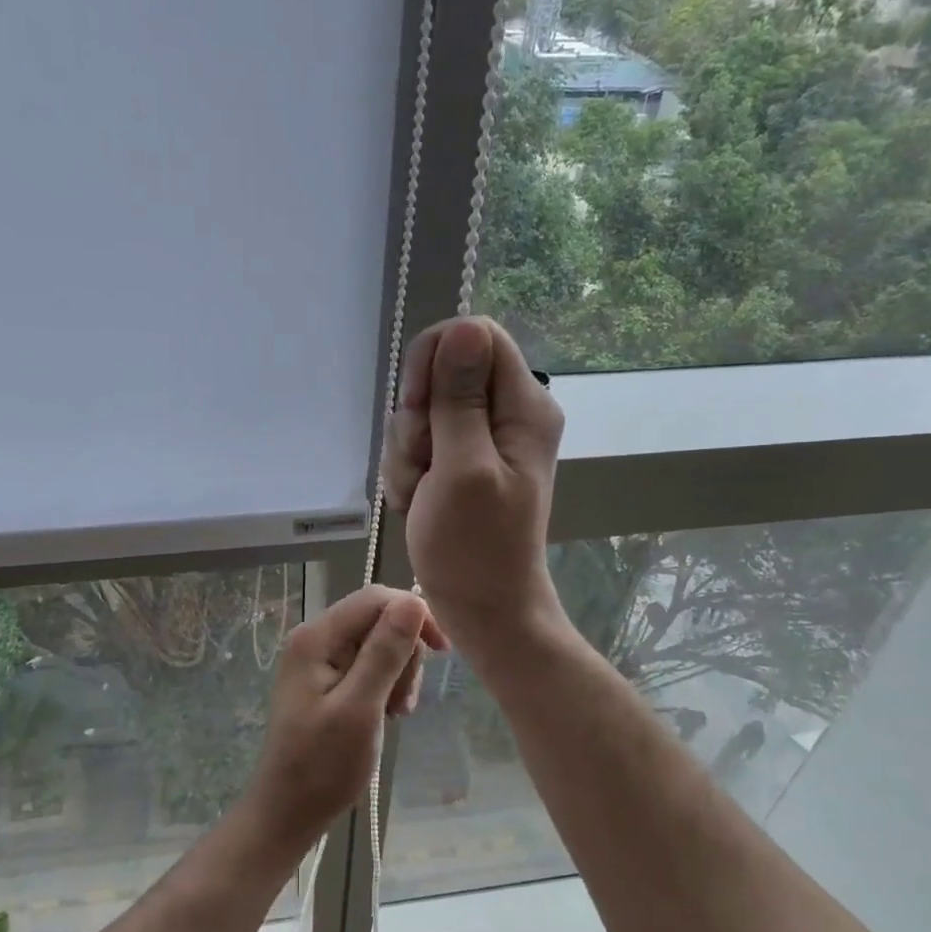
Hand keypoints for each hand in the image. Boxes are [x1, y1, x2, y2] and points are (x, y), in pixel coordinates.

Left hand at [245, 585, 447, 848]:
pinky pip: (367, 665)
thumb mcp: (360, 708)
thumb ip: (385, 652)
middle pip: (378, 619)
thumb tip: (412, 600)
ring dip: (397, 673)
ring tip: (395, 712)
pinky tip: (387, 714)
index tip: (442, 651)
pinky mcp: (326, 680)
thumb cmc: (322, 766)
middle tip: (403, 701)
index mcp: (316, 637)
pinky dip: (385, 685)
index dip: (414, 615)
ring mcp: (319, 660)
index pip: (375, 598)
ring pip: (378, 643)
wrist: (287, 812)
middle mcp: (315, 638)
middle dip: (403, 653)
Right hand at [382, 316, 565, 654]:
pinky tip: (417, 501)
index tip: (420, 406)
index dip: (437, 359)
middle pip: (442, 371)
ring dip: (407, 451)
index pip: (476, 335)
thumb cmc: (475, 547)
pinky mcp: (458, 460)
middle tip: (423, 460)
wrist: (481, 607)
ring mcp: (480, 437)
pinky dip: (408, 470)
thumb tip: (462, 325)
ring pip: (422, 410)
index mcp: (523, 406)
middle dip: (417, 416)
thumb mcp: (462, 468)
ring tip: (422, 493)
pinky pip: (417, 441)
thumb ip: (460, 398)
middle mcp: (506, 412)